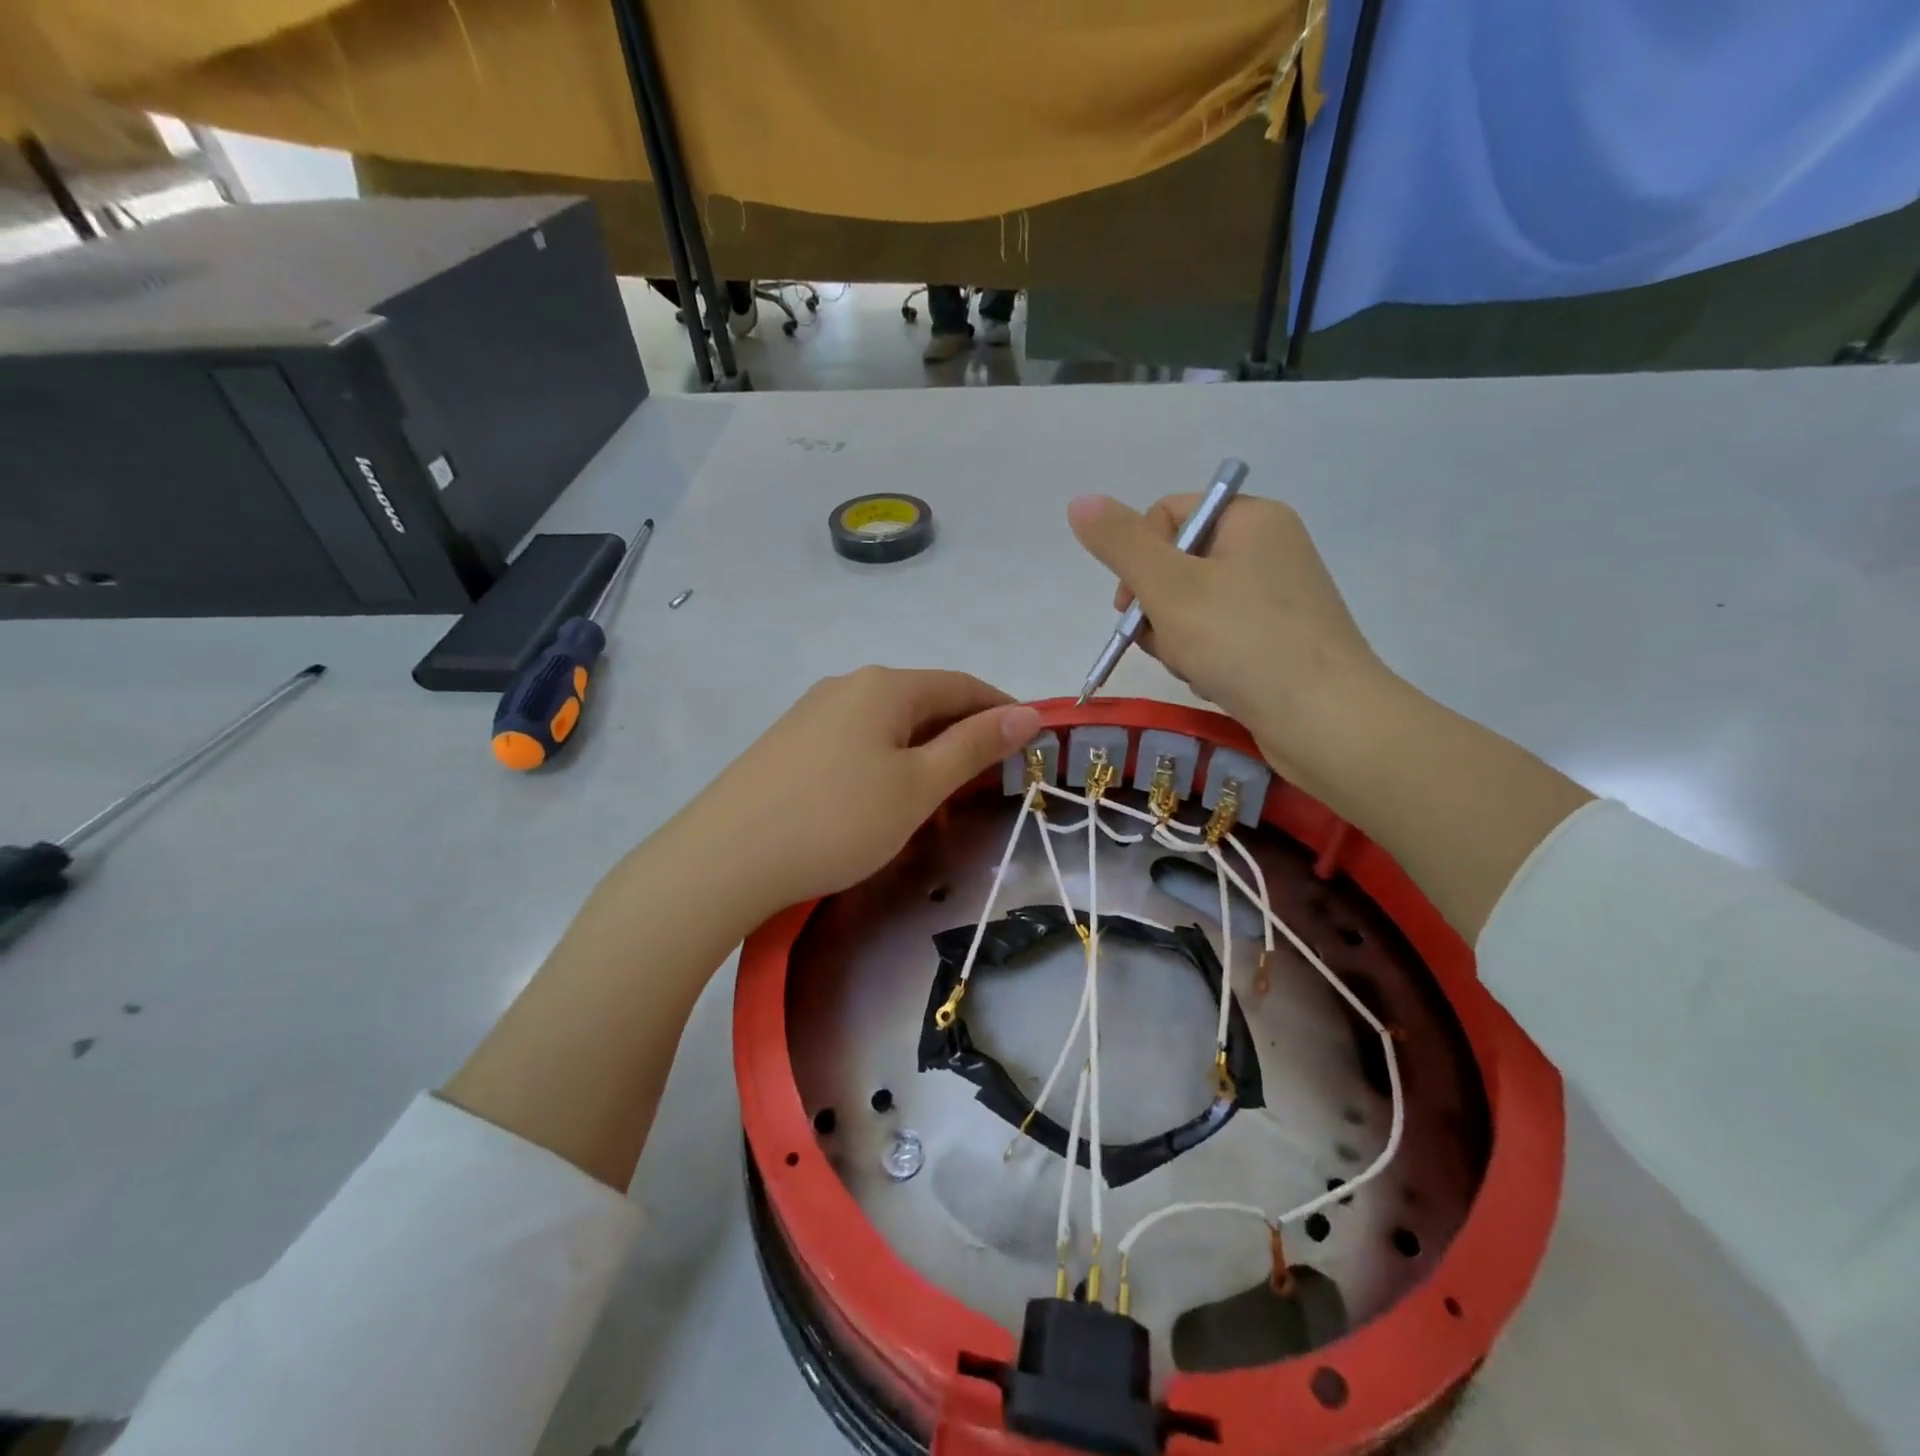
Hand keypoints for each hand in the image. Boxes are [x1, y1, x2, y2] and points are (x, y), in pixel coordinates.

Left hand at [677, 667, 1041, 917]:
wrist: (723, 859)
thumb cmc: (836, 820)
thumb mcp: (917, 786)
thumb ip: (973, 746)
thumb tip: (1027, 713)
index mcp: (885, 685)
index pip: (962, 685)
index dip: (1002, 711)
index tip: (1031, 745)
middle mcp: (847, 685)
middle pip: (924, 701)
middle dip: (963, 736)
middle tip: (988, 782)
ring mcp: (812, 712)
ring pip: (889, 724)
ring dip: (925, 751)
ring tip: (939, 796)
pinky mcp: (789, 743)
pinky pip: (856, 741)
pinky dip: (887, 761)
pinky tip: (881, 798)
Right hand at [1067, 492, 1395, 794]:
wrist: (1325, 722)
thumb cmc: (1243, 643)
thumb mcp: (1168, 587)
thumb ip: (1120, 544)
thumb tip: (1079, 501)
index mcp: (1250, 519)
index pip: (1167, 514)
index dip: (1138, 557)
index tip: (1131, 605)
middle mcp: (1268, 548)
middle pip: (1176, 564)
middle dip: (1156, 608)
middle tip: (1164, 641)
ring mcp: (1276, 597)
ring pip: (1192, 607)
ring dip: (1176, 640)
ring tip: (1193, 668)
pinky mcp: (1279, 640)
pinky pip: (1219, 637)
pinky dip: (1204, 658)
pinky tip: (1213, 682)